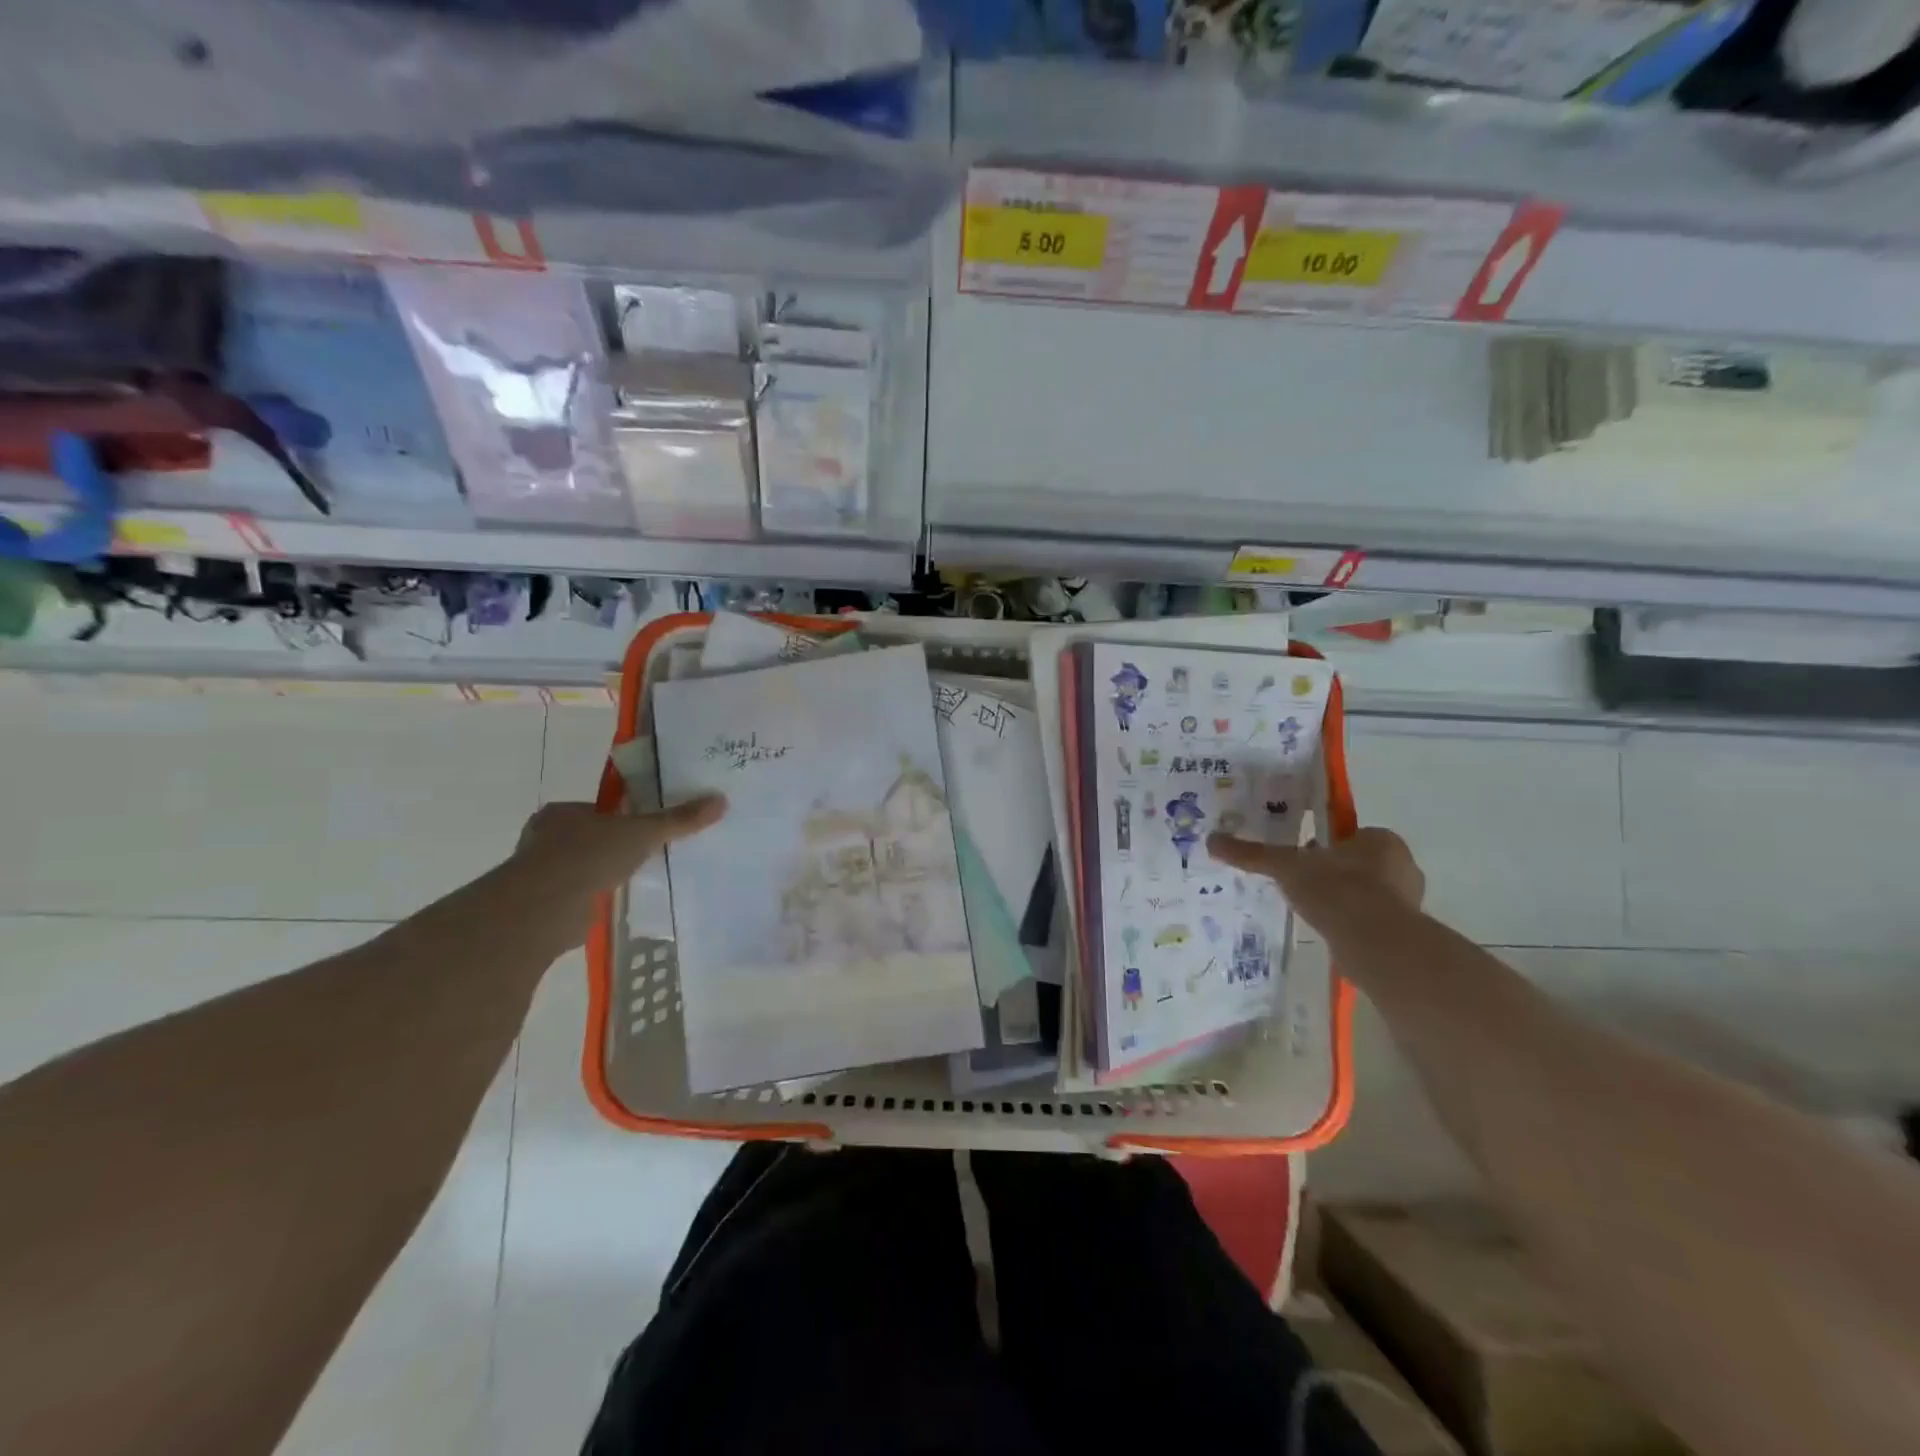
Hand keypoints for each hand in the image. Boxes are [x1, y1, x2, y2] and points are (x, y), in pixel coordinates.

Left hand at [511, 796, 726, 901]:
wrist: (546, 908)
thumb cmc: (589, 855)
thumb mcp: (644, 832)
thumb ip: (679, 819)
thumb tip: (721, 800)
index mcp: (561, 813)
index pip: (597, 810)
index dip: (622, 817)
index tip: (645, 828)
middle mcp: (544, 839)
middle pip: (589, 838)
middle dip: (613, 846)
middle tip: (645, 853)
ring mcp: (540, 874)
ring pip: (581, 868)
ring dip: (602, 874)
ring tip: (634, 879)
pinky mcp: (543, 905)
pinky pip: (577, 895)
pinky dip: (594, 898)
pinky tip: (614, 903)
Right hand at [1206, 826, 1424, 937]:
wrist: (1376, 943)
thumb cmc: (1337, 890)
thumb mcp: (1286, 866)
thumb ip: (1253, 854)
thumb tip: (1212, 840)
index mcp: (1382, 840)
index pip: (1350, 837)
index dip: (1324, 847)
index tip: (1302, 860)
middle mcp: (1403, 866)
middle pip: (1359, 866)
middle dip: (1334, 875)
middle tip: (1302, 886)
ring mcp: (1409, 902)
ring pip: (1367, 895)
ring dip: (1343, 902)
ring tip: (1312, 912)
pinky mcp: (1405, 934)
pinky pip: (1372, 923)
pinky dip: (1351, 926)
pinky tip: (1329, 933)